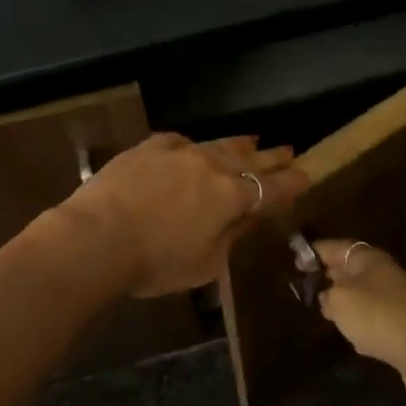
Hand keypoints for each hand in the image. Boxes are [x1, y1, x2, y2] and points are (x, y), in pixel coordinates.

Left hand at [59, 134, 306, 296]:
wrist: (98, 236)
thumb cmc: (155, 262)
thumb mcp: (205, 264)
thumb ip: (232, 238)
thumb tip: (248, 219)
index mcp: (231, 197)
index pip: (271, 188)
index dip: (292, 183)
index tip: (307, 176)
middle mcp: (211, 167)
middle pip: (250, 159)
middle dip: (271, 158)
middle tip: (288, 151)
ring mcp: (180, 152)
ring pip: (218, 144)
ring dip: (239, 144)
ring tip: (253, 140)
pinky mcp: (151, 147)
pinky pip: (181, 141)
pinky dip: (195, 145)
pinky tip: (195, 146)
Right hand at [315, 240, 405, 405]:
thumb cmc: (379, 316)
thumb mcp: (340, 300)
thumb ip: (326, 294)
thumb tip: (326, 296)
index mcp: (367, 259)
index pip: (335, 247)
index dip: (314, 252)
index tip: (295, 261)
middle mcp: (382, 274)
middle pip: (349, 270)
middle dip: (328, 276)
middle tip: (305, 287)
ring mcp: (395, 302)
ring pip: (361, 297)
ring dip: (344, 304)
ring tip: (323, 312)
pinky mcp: (402, 330)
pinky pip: (374, 322)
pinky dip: (361, 327)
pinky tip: (352, 340)